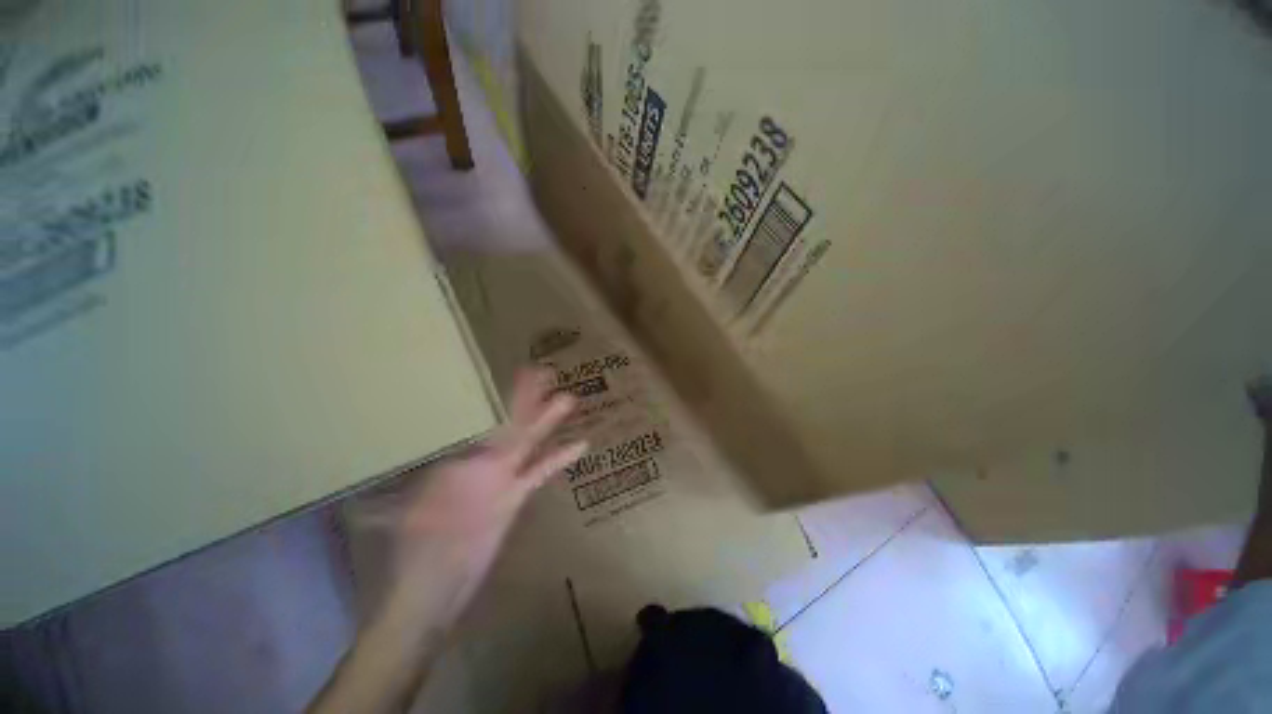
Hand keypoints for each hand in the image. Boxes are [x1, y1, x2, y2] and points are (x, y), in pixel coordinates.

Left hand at [310, 369, 586, 713]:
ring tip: (567, 398)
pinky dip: (558, 459)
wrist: (434, 590)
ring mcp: (501, 478)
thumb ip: (414, 476)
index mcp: (456, 460)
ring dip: (547, 422)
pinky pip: (540, 472)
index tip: (511, 373)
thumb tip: (403, 436)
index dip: (496, 396)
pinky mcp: (515, 496)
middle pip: (509, 424)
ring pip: (528, 443)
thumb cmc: (415, 554)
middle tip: (543, 372)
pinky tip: (580, 444)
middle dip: (526, 398)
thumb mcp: (407, 512)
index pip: (480, 419)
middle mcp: (482, 462)